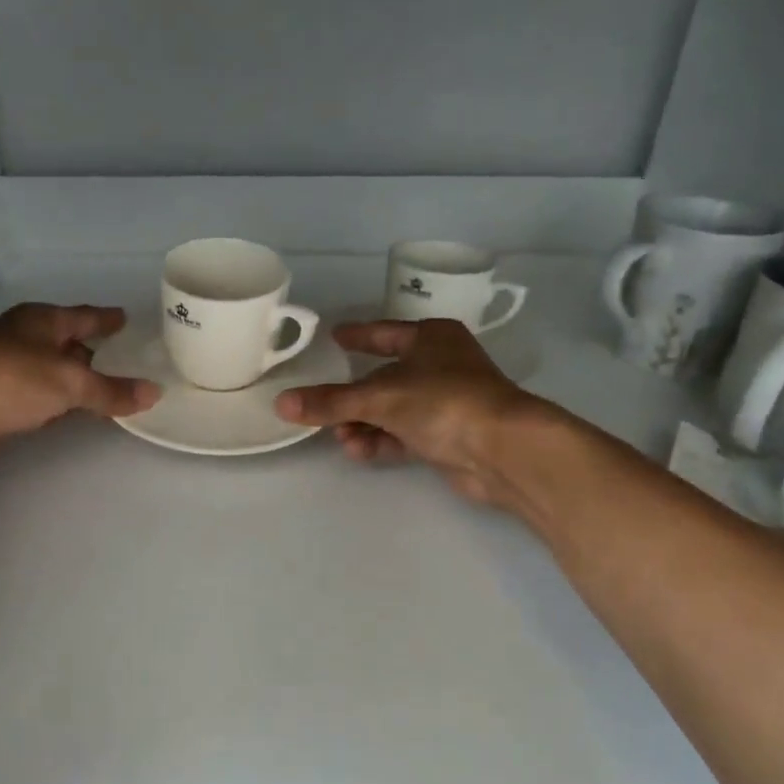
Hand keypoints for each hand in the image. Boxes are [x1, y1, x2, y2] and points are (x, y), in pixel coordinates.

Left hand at [0, 304, 160, 464]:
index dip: (104, 319)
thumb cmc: (10, 378)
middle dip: (93, 353)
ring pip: (53, 374)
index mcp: (41, 322)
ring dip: (76, 383)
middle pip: (67, 345)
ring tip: (109, 390)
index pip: (83, 316)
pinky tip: (73, 414)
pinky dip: (59, 405)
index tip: (125, 318)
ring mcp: (8, 371)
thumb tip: (154, 392)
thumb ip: (111, 390)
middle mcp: (24, 340)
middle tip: (126, 361)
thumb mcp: (69, 381)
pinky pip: (41, 400)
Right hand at [274, 319, 543, 505]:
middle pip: (385, 378)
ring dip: (364, 424)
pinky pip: (405, 435)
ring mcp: (447, 403)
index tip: (334, 336)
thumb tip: (281, 402)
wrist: (502, 450)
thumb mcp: (380, 397)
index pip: (385, 333)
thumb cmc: (443, 402)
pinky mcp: (449, 437)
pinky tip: (358, 451)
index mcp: (431, 339)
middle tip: (322, 408)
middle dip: (353, 398)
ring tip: (339, 438)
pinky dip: (381, 441)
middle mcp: (441, 366)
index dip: (358, 336)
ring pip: (393, 410)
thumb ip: (330, 402)